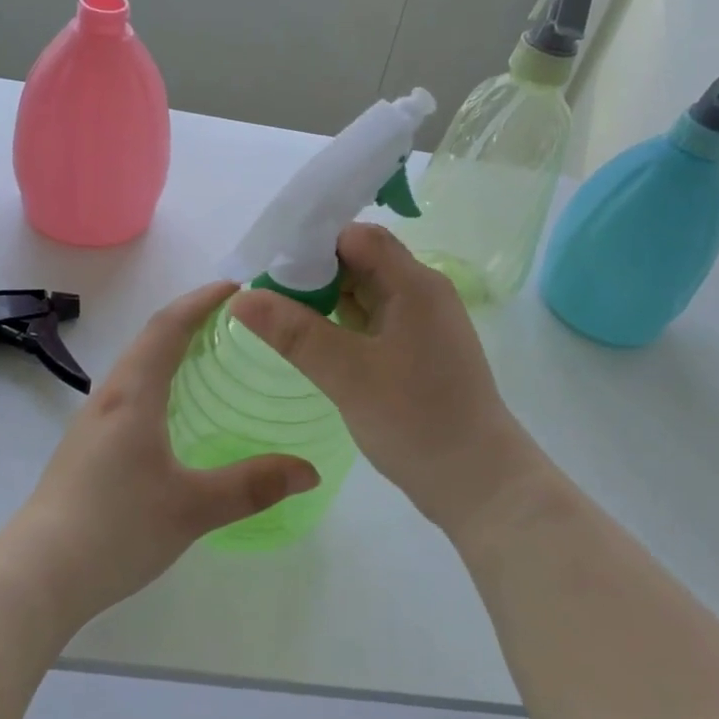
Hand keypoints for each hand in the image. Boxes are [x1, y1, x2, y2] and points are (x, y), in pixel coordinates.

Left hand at [8, 282, 318, 625]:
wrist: (36, 576)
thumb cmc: (115, 529)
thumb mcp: (193, 508)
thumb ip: (253, 486)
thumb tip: (308, 471)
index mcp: (133, 396)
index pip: (168, 327)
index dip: (201, 301)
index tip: (236, 287)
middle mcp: (109, 398)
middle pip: (150, 340)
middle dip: (191, 320)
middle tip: (236, 322)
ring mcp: (92, 424)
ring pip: (137, 368)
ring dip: (172, 350)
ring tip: (212, 359)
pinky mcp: (86, 449)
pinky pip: (129, 395)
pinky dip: (160, 382)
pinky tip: (177, 413)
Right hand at [230, 224, 545, 539]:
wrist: (478, 481)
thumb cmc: (416, 422)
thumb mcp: (348, 375)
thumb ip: (295, 332)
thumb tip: (241, 297)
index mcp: (414, 285)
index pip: (357, 237)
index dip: (312, 242)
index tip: (270, 264)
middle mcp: (422, 292)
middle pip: (361, 259)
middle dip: (313, 271)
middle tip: (264, 292)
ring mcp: (423, 321)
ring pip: (366, 290)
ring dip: (326, 297)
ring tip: (277, 313)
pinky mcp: (418, 348)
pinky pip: (374, 318)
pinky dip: (343, 321)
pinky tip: (312, 338)